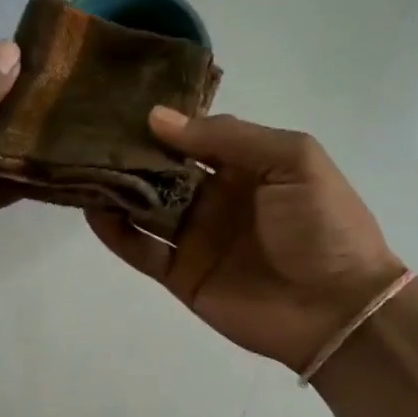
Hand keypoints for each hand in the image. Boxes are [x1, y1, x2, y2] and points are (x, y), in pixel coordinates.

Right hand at [88, 109, 405, 372]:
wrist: (337, 308)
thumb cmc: (323, 225)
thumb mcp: (292, 159)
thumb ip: (228, 137)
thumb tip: (158, 118)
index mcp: (245, 167)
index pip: (194, 138)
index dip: (162, 125)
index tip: (122, 108)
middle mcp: (215, 198)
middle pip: (162, 171)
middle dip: (130, 154)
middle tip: (89, 134)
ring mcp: (195, 237)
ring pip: (144, 207)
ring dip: (116, 189)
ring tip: (80, 166)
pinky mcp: (180, 274)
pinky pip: (141, 249)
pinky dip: (115, 232)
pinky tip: (93, 209)